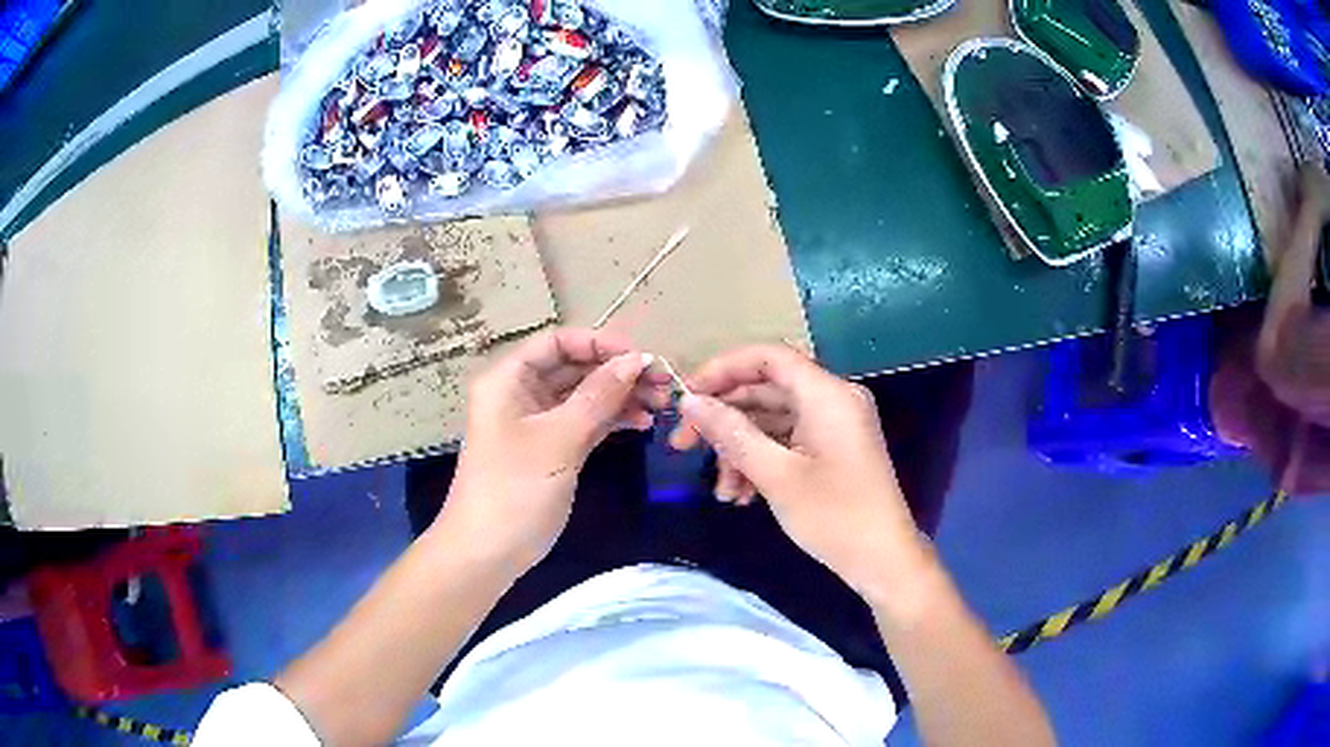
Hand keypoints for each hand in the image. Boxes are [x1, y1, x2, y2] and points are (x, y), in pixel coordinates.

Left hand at [436, 328, 669, 575]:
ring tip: (661, 405)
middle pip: (574, 367)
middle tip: (663, 383)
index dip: (600, 343)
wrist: (486, 554)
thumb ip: (599, 396)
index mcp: (508, 379)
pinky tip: (642, 423)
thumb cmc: (514, 490)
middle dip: (617, 371)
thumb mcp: (558, 439)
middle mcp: (521, 393)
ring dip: (620, 396)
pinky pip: (585, 422)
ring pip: (583, 396)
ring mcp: (536, 423)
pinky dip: (611, 420)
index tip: (643, 357)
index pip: (557, 342)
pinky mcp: (551, 449)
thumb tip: (637, 359)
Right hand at [672, 345, 932, 602]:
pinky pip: (788, 439)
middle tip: (682, 446)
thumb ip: (731, 433)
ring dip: (740, 449)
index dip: (722, 369)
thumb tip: (690, 402)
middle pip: (767, 389)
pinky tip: (742, 495)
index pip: (768, 357)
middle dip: (724, 418)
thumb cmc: (834, 517)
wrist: (883, 560)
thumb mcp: (776, 476)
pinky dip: (762, 460)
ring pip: (773, 420)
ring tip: (722, 492)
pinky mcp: (833, 447)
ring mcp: (834, 424)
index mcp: (827, 394)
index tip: (686, 396)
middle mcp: (833, 399)